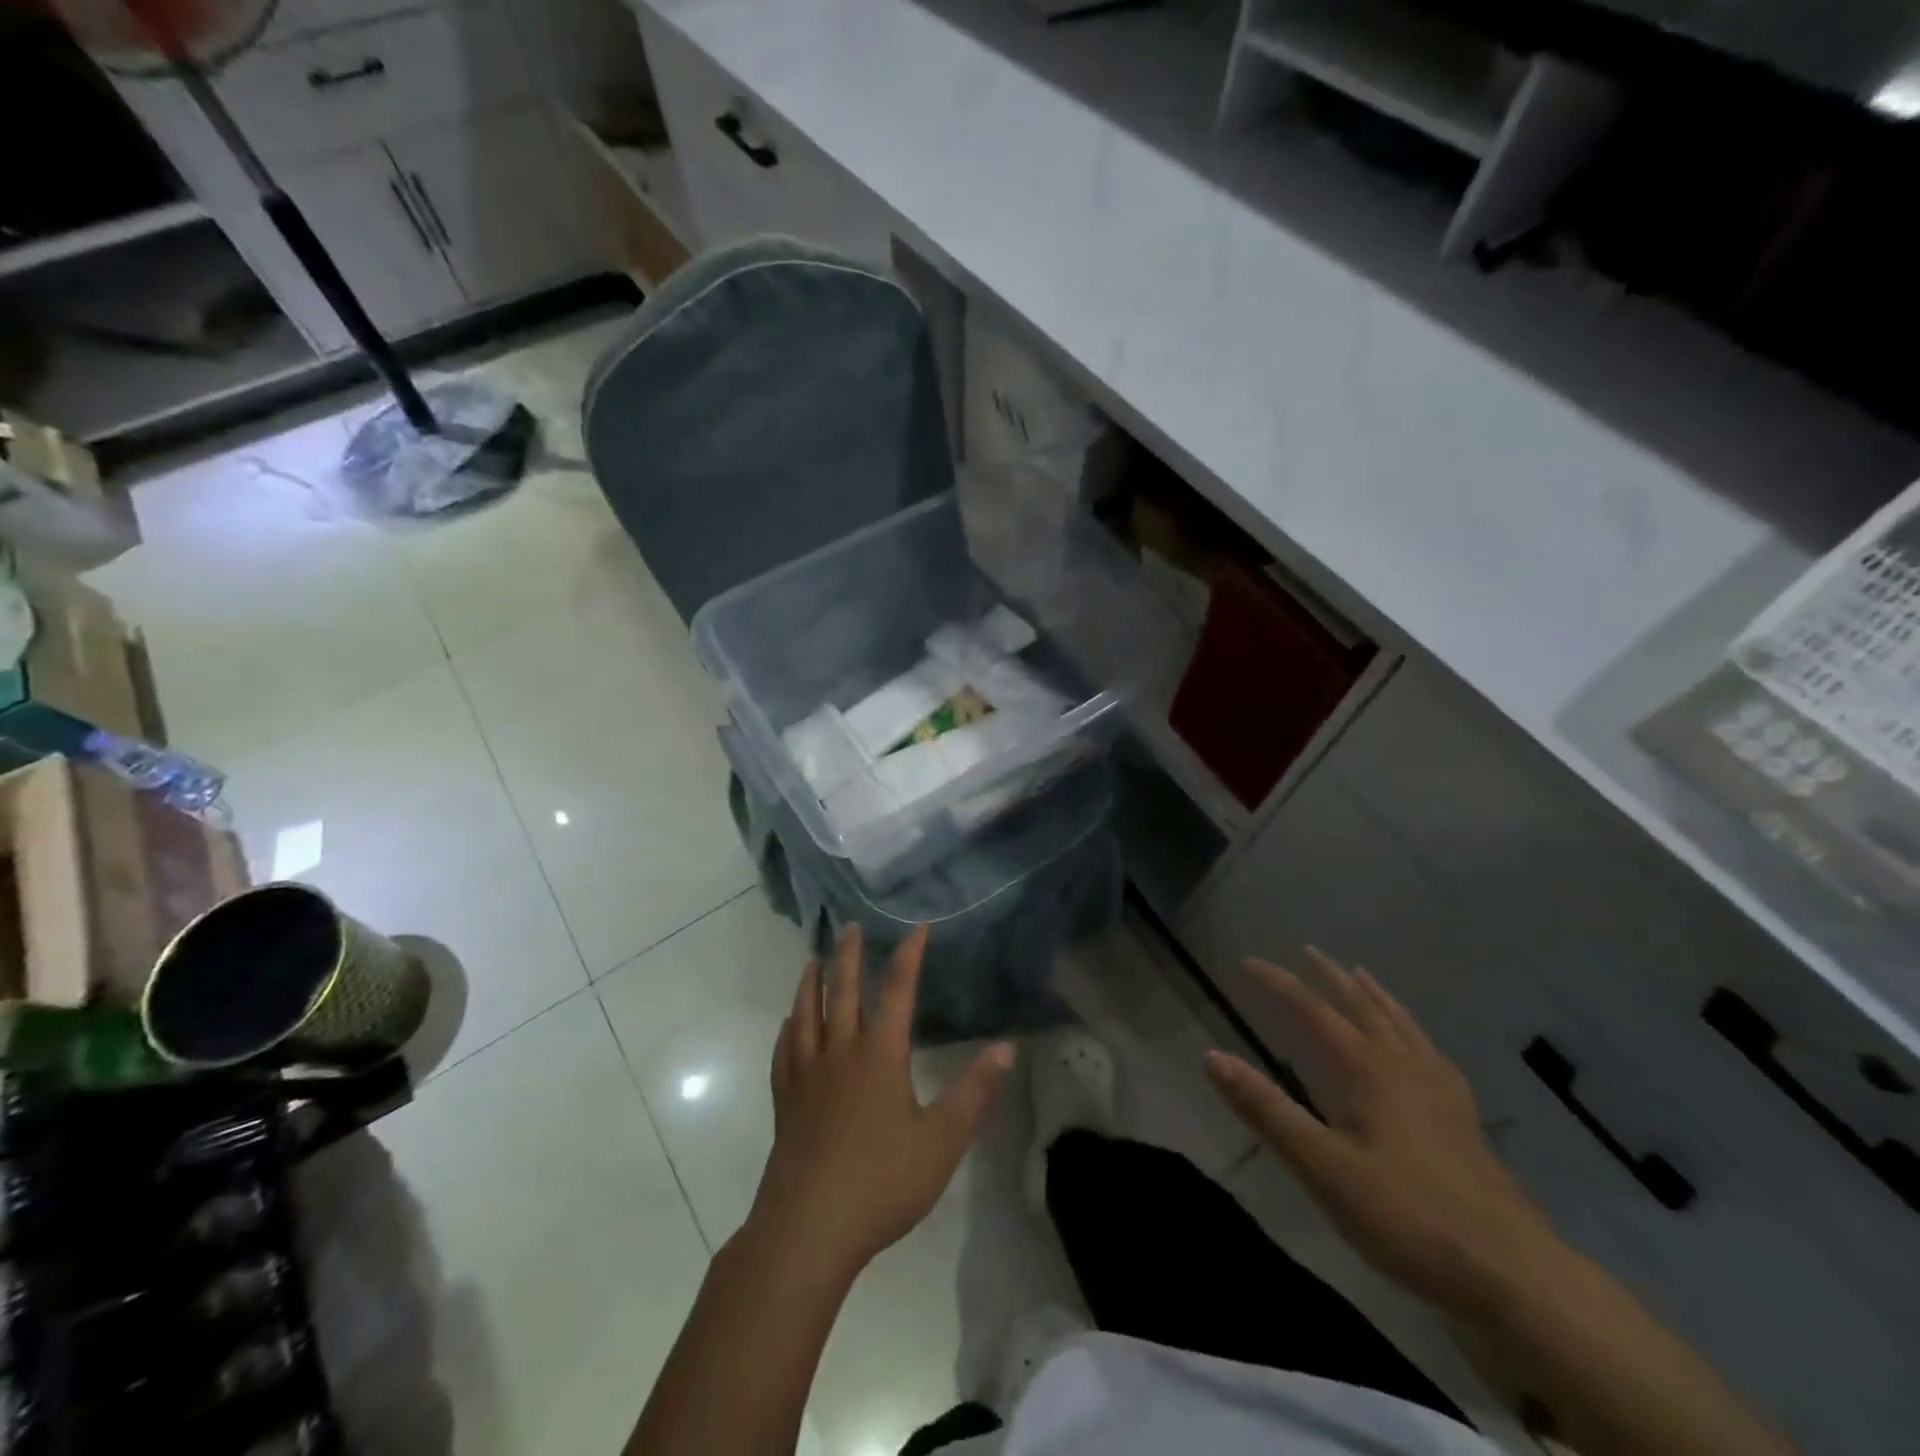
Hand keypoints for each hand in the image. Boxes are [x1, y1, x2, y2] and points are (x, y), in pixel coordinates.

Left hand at [748, 924, 1015, 1282]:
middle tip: (849, 926)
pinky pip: (785, 1052)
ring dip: (811, 983)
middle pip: (843, 992)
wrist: (809, 1228)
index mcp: (879, 1055)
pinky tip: (789, 1025)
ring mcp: (807, 1076)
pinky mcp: (786, 1102)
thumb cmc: (882, 1182)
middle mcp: (840, 1053)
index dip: (909, 956)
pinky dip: (789, 1029)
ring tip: (813, 961)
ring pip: (807, 1015)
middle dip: (849, 956)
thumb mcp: (942, 1140)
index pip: (897, 991)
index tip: (916, 927)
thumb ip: (975, 1092)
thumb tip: (1006, 1048)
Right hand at [1205, 948, 1557, 1319]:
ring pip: (1402, 1025)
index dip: (1279, 983)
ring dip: (1375, 996)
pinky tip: (1419, 1047)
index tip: (1248, 962)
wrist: (1514, 1273)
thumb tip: (1210, 1056)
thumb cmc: (1407, 1216)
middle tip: (1309, 952)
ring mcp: (1442, 1091)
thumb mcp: (1322, 1166)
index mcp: (1369, 1069)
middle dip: (1332, 977)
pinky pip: (1431, 1053)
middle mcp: (1405, 1066)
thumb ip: (1266, 1110)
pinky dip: (1413, 1032)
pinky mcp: (1465, 1120)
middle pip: (1363, 1007)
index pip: (1314, 1010)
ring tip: (1361, 978)